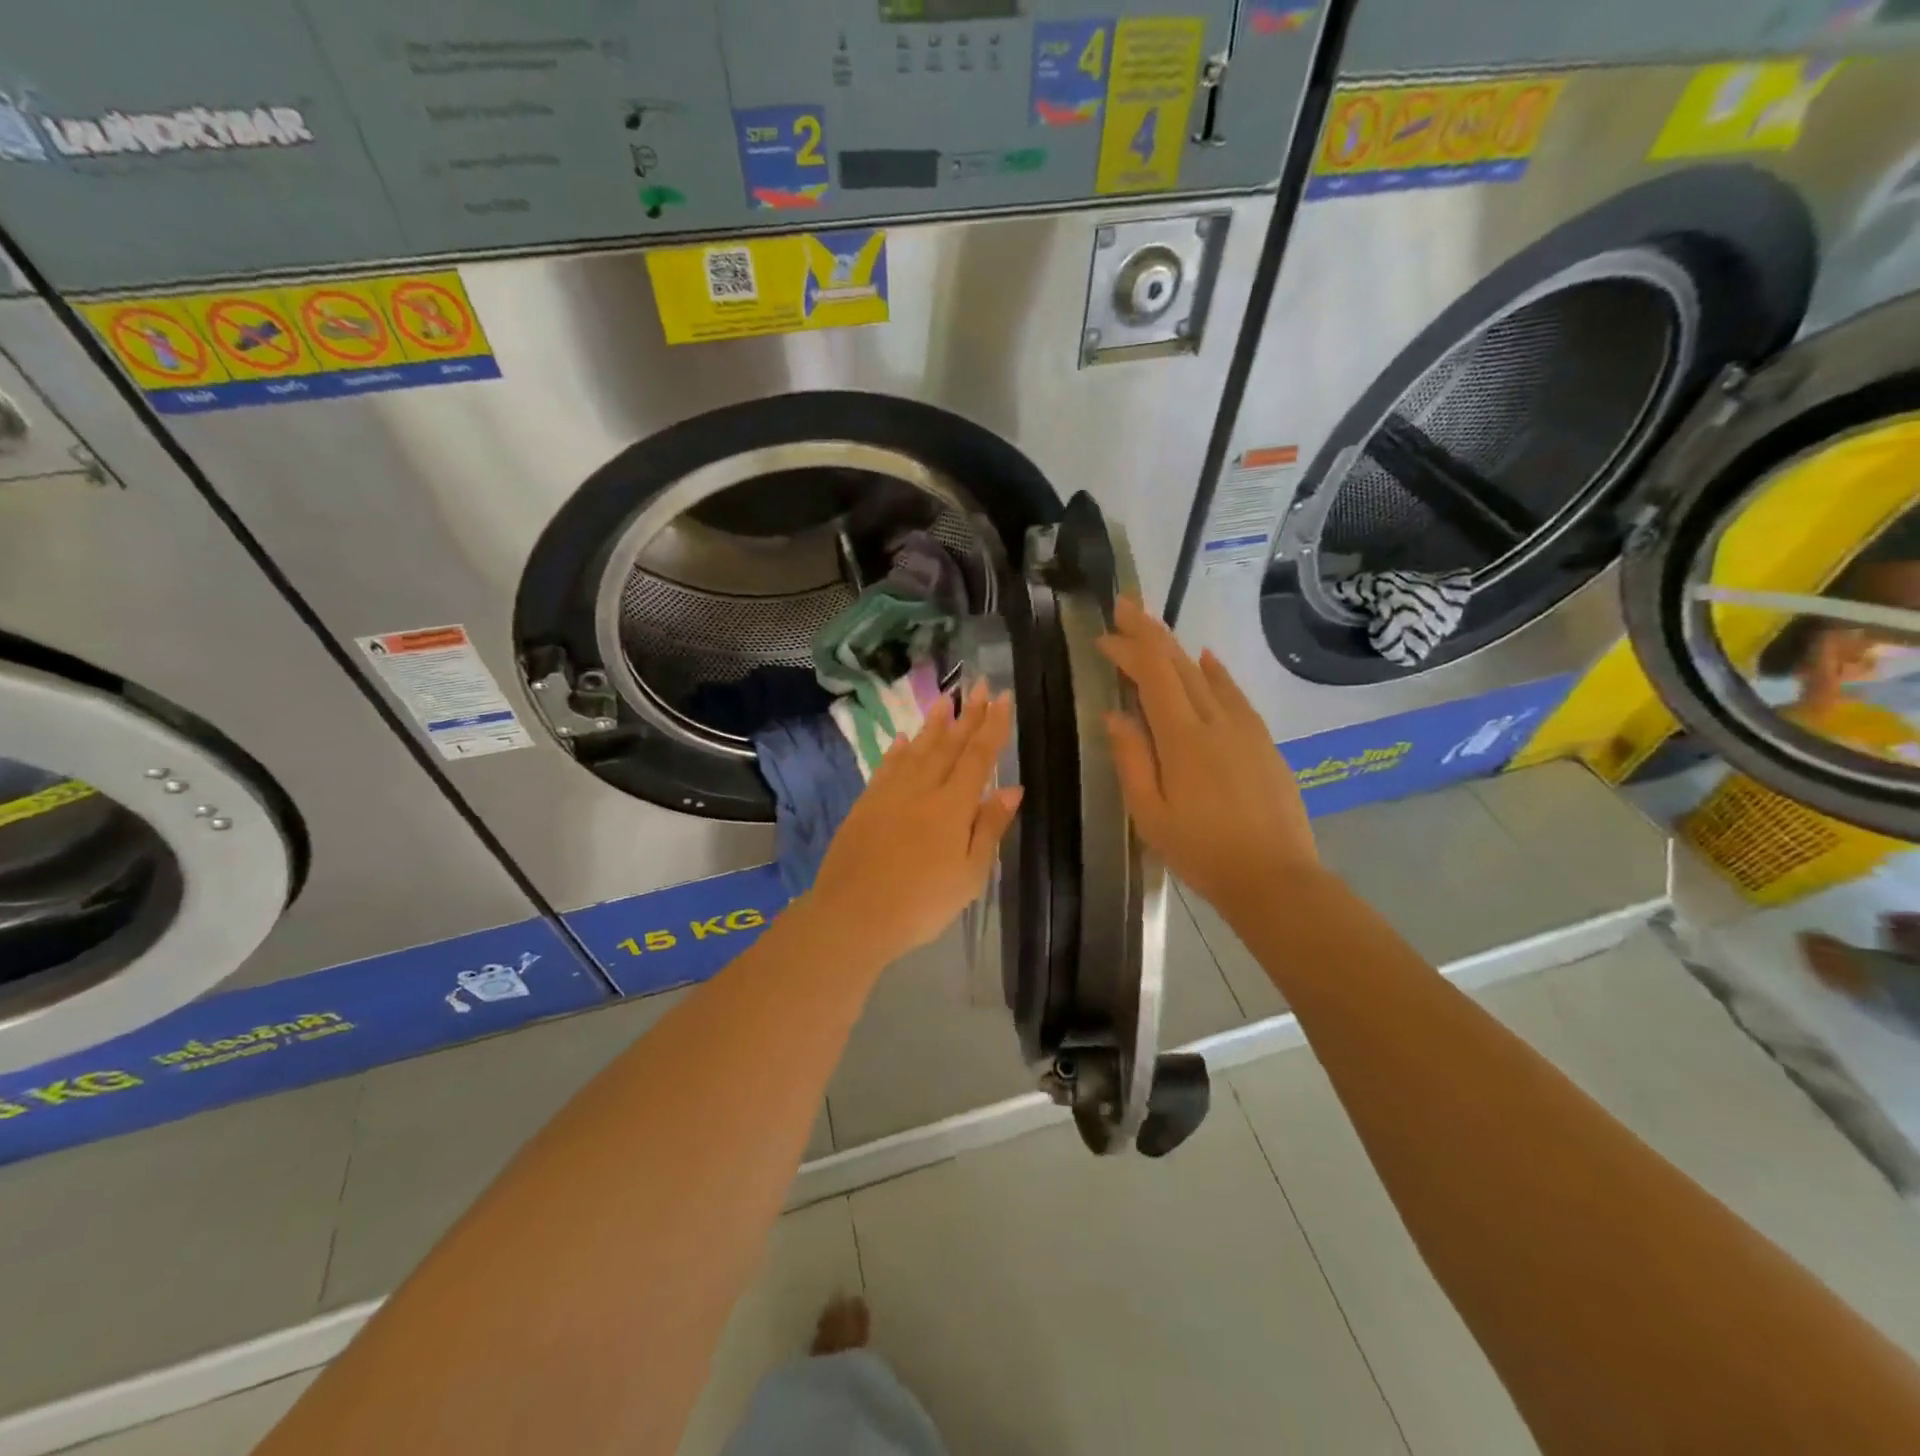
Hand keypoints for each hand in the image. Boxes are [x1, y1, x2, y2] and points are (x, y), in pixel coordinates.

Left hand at [806, 682, 1021, 966]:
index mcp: (953, 806)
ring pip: (917, 749)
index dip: (992, 726)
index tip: (1002, 697)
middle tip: (979, 684)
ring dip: (933, 724)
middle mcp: (922, 789)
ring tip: (946, 699)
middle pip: (949, 745)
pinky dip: (897, 750)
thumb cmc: (922, 903)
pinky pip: (886, 767)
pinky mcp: (866, 804)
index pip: (978, 756)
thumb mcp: (970, 874)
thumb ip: (990, 827)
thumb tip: (1012, 788)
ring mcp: (890, 793)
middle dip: (967, 714)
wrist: (853, 915)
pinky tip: (902, 738)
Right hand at [1097, 596, 1316, 917]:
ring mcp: (1245, 729)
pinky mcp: (1263, 742)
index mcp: (1182, 739)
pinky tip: (1206, 661)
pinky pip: (1234, 694)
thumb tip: (1115, 715)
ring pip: (1207, 675)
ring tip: (1156, 630)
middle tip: (1126, 607)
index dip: (1129, 648)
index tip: (1106, 633)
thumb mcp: (1151, 814)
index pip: (1152, 676)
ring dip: (1178, 649)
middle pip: (1179, 665)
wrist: (1275, 879)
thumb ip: (1132, 760)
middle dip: (1150, 634)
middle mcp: (1216, 721)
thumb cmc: (1202, 852)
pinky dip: (1216, 672)